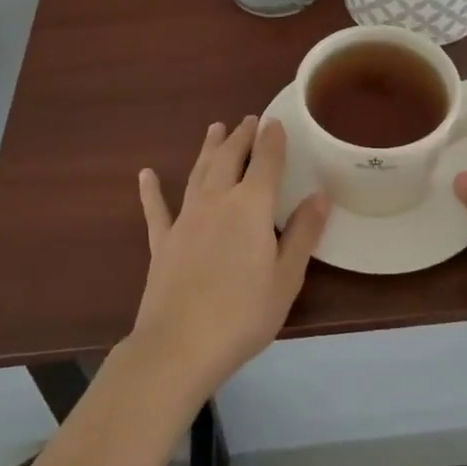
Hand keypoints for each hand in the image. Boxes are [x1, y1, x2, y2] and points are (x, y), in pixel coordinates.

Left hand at [132, 117, 329, 401]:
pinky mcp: (162, 241)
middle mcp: (217, 200)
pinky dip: (151, 191)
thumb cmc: (243, 314)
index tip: (275, 121)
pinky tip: (146, 175)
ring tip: (215, 128)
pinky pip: (156, 209)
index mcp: (251, 206)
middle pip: (229, 158)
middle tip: (248, 120)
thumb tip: (320, 195)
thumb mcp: (286, 278)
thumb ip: (303, 233)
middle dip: (241, 136)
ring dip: (208, 149)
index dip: (272, 139)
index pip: (265, 162)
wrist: (180, 345)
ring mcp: (186, 218)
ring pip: (198, 172)